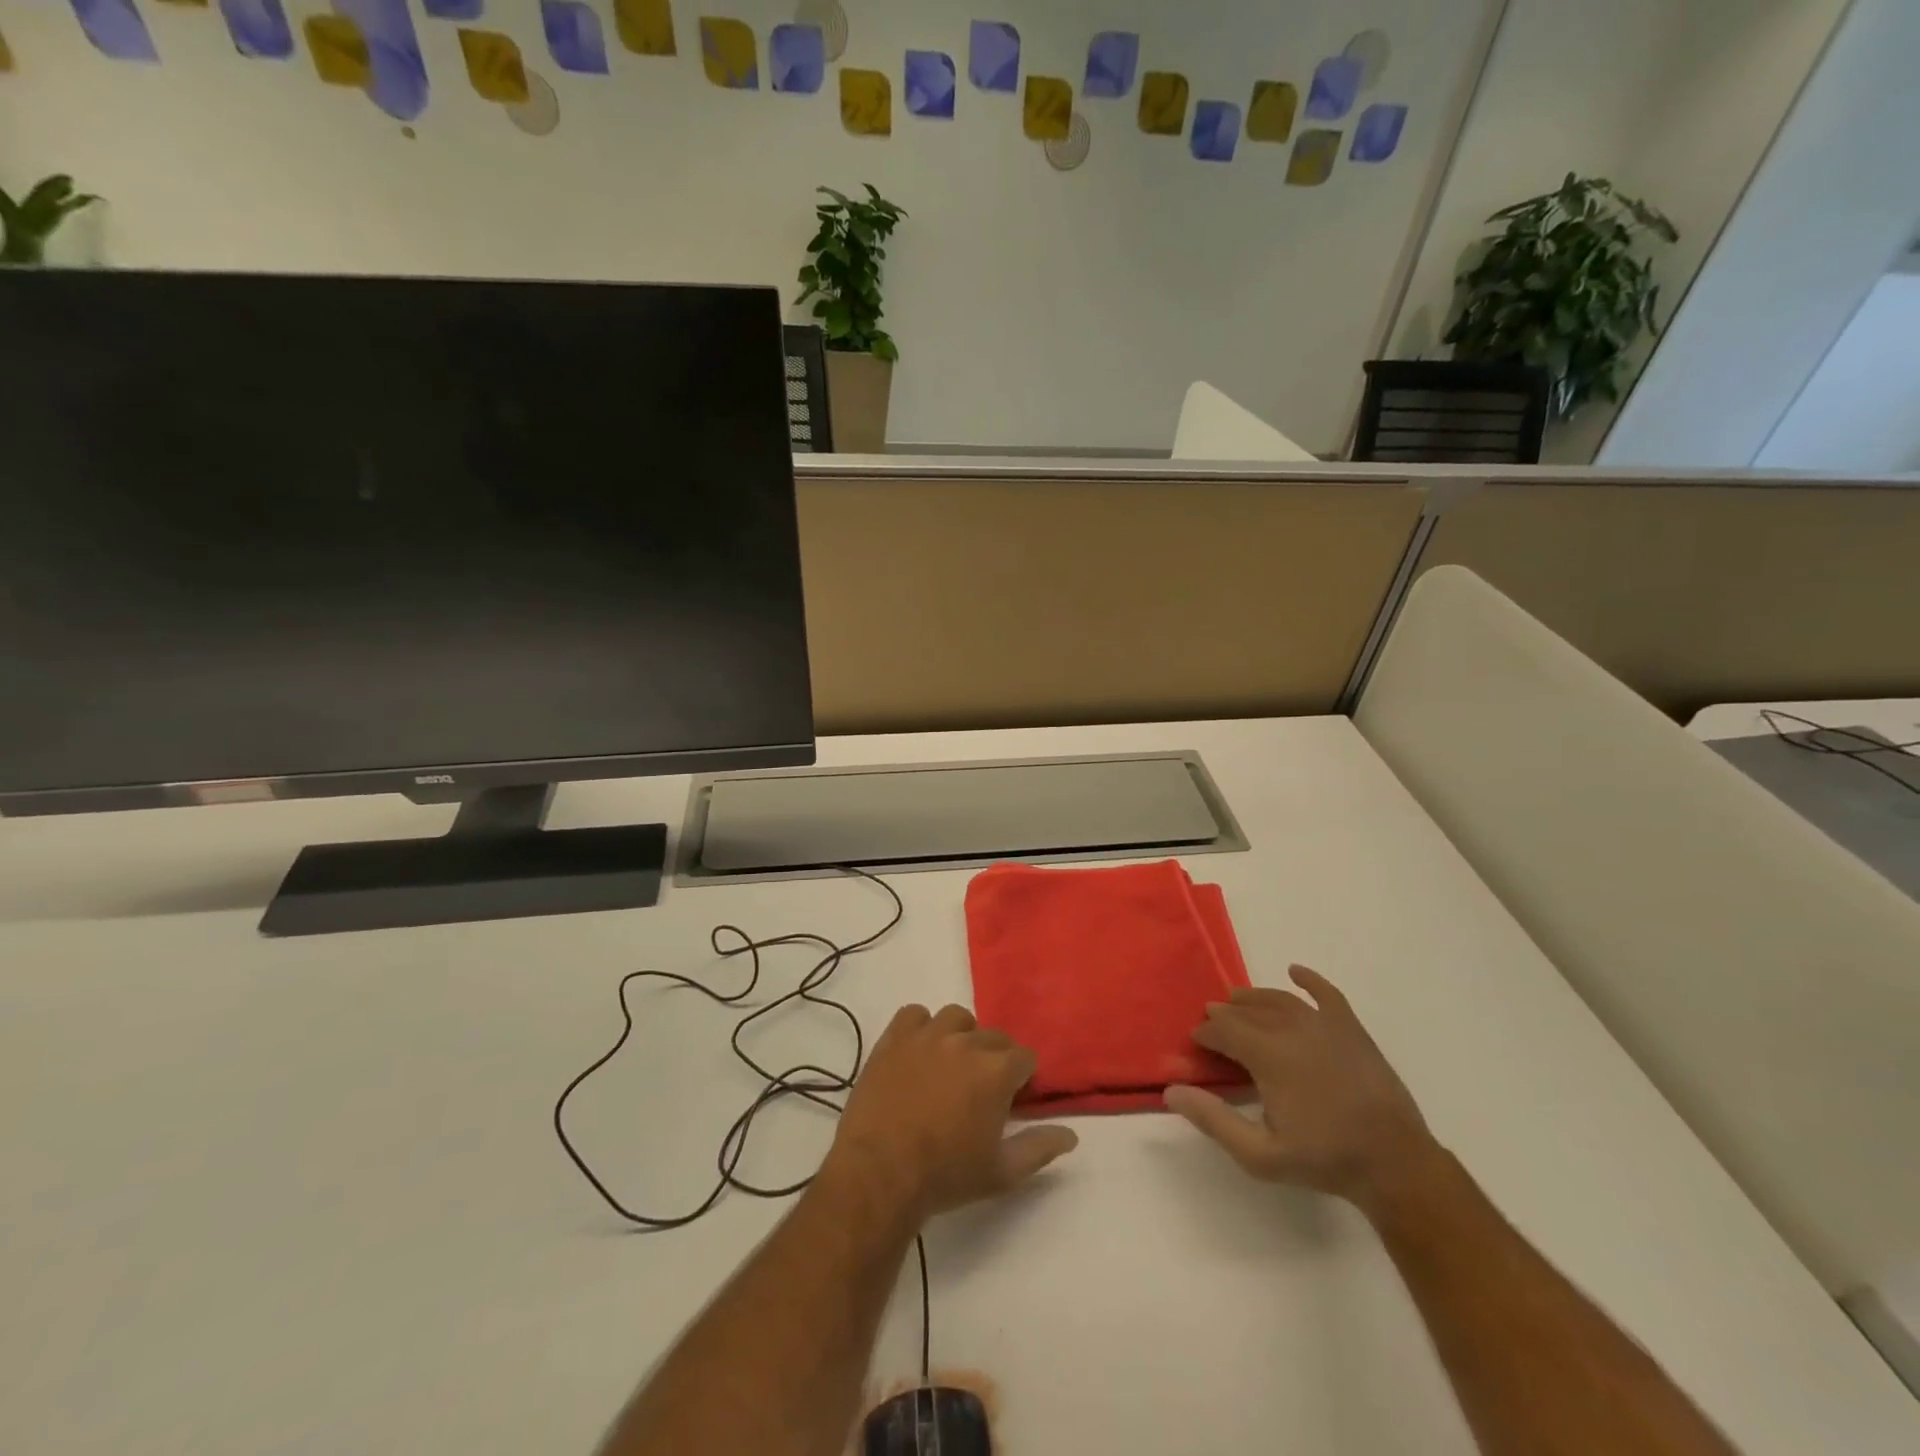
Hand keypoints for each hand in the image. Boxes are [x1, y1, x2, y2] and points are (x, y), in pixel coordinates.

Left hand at [825, 1004, 1078, 1225]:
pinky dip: (921, 1027)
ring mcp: (927, 1035)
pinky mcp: (894, 1038)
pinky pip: (914, 1015)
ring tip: (951, 1065)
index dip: (1022, 1078)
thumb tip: (1071, 1135)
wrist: (880, 1173)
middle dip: (994, 1059)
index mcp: (997, 1070)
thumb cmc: (946, 1175)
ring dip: (961, 1036)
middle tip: (980, 1090)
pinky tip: (919, 1051)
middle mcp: (966, 1042)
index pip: (1025, 1057)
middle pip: (993, 1036)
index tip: (1012, 1099)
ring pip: (956, 1018)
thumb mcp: (1001, 1172)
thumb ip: (1040, 1148)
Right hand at [1164, 966, 1440, 1216]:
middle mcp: (1292, 1029)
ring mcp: (1325, 1025)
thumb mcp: (1259, 1154)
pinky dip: (1309, 980)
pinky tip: (1295, 972)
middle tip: (1213, 1025)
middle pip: (1248, 1012)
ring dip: (1254, 999)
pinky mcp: (1352, 1029)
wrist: (1395, 1165)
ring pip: (1279, 1000)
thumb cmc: (1324, 1160)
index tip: (1196, 1043)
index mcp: (1267, 1054)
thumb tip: (1172, 1090)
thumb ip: (1213, 1120)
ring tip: (1238, 1002)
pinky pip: (1326, 994)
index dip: (1205, 1033)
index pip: (1223, 1029)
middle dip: (1225, 1015)